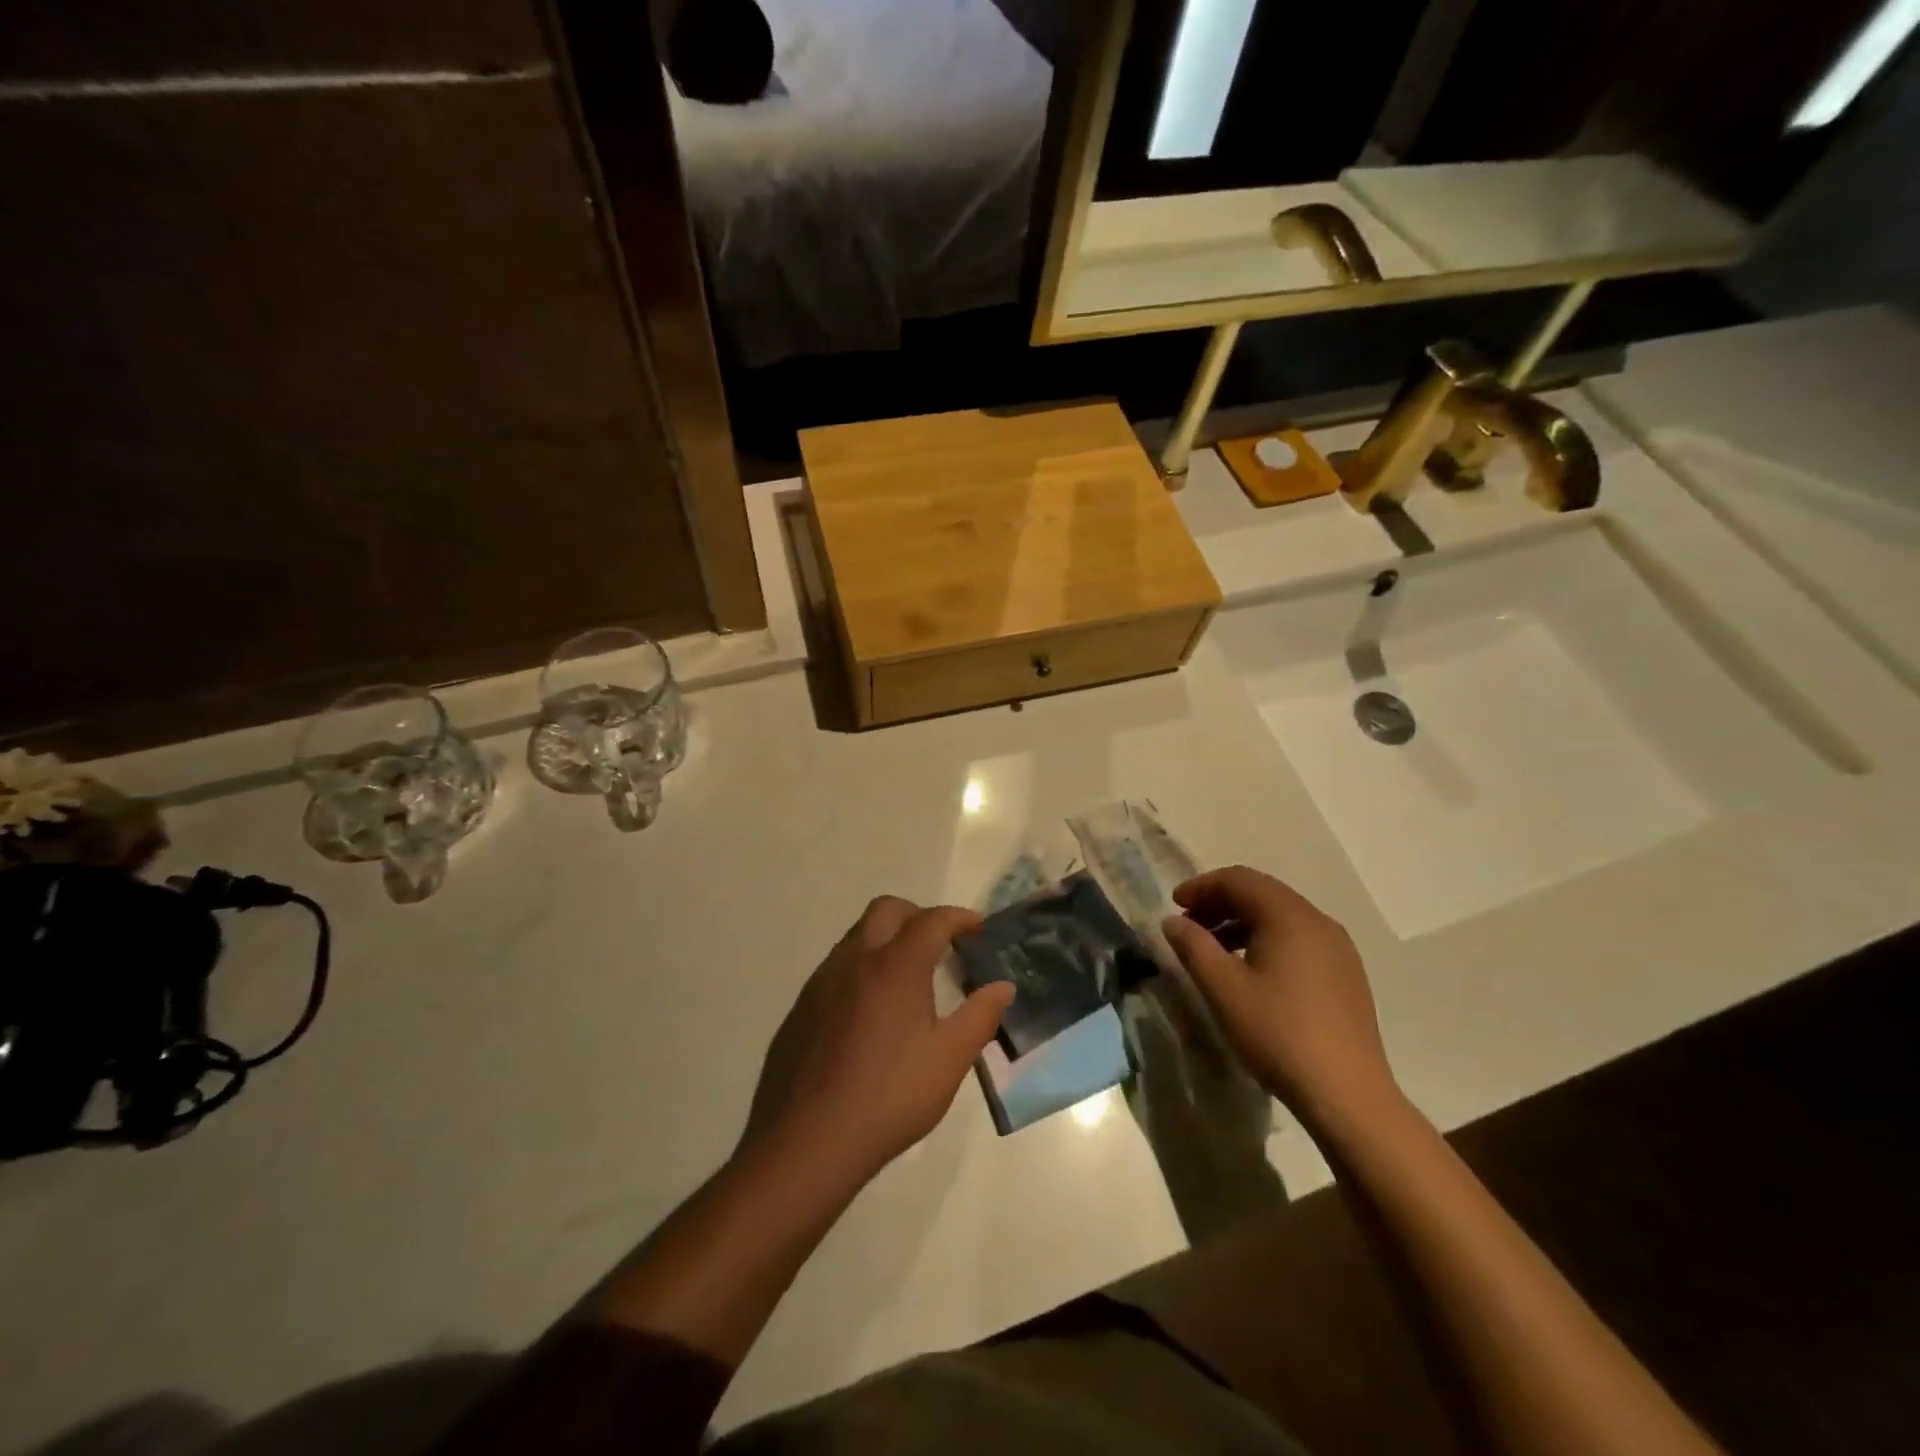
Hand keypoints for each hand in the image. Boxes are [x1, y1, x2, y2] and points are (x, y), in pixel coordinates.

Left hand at [742, 896, 1014, 1186]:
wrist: (807, 1141)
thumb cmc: (889, 1096)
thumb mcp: (949, 1060)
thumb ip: (980, 1016)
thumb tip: (1003, 986)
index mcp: (895, 966)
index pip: (932, 920)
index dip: (959, 918)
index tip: (978, 928)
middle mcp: (855, 960)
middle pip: (887, 910)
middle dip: (918, 916)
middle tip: (941, 945)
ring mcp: (822, 981)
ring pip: (858, 936)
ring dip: (887, 940)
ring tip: (909, 979)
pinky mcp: (801, 1007)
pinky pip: (837, 968)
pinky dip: (862, 969)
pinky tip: (871, 1013)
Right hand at [1161, 866, 1397, 1125]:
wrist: (1347, 1094)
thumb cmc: (1278, 1033)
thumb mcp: (1223, 988)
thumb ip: (1193, 947)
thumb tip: (1173, 922)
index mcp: (1289, 916)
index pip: (1239, 880)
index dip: (1202, 886)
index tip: (1174, 905)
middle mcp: (1318, 921)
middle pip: (1261, 893)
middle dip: (1220, 903)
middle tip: (1189, 925)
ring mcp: (1338, 948)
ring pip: (1281, 917)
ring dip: (1242, 922)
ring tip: (1214, 950)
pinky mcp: (1346, 974)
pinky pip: (1299, 939)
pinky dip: (1267, 940)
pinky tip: (1252, 971)